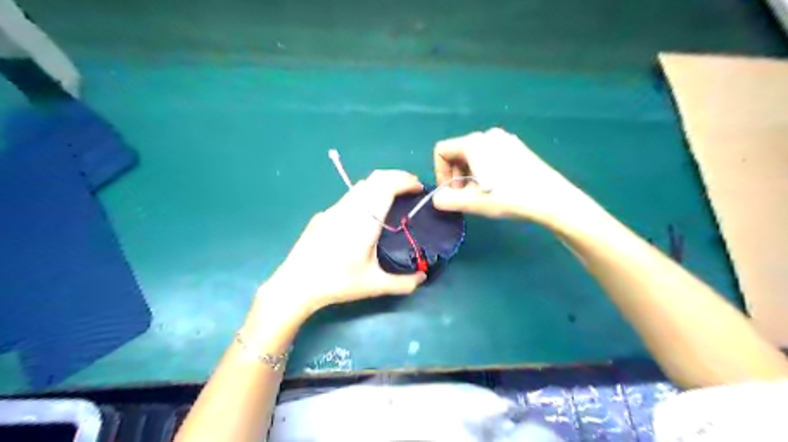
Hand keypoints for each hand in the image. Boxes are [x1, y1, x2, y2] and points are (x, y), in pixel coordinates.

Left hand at [253, 170, 425, 322]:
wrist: (296, 284)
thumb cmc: (337, 282)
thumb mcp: (374, 285)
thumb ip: (403, 283)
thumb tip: (423, 278)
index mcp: (365, 220)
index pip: (387, 185)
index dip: (405, 181)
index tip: (418, 188)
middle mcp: (349, 207)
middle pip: (375, 178)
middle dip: (396, 177)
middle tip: (410, 189)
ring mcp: (333, 209)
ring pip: (361, 186)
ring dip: (380, 185)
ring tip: (392, 198)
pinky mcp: (323, 215)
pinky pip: (349, 197)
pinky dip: (366, 195)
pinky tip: (366, 215)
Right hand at [431, 128, 590, 223]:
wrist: (550, 198)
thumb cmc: (508, 197)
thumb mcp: (472, 203)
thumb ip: (447, 200)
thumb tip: (438, 199)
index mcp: (473, 142)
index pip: (442, 151)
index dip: (440, 173)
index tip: (451, 192)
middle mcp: (488, 135)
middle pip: (458, 152)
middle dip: (456, 176)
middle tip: (466, 197)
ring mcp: (505, 139)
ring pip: (474, 155)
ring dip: (470, 175)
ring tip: (481, 194)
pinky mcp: (517, 148)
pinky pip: (490, 155)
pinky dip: (484, 170)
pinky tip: (497, 187)